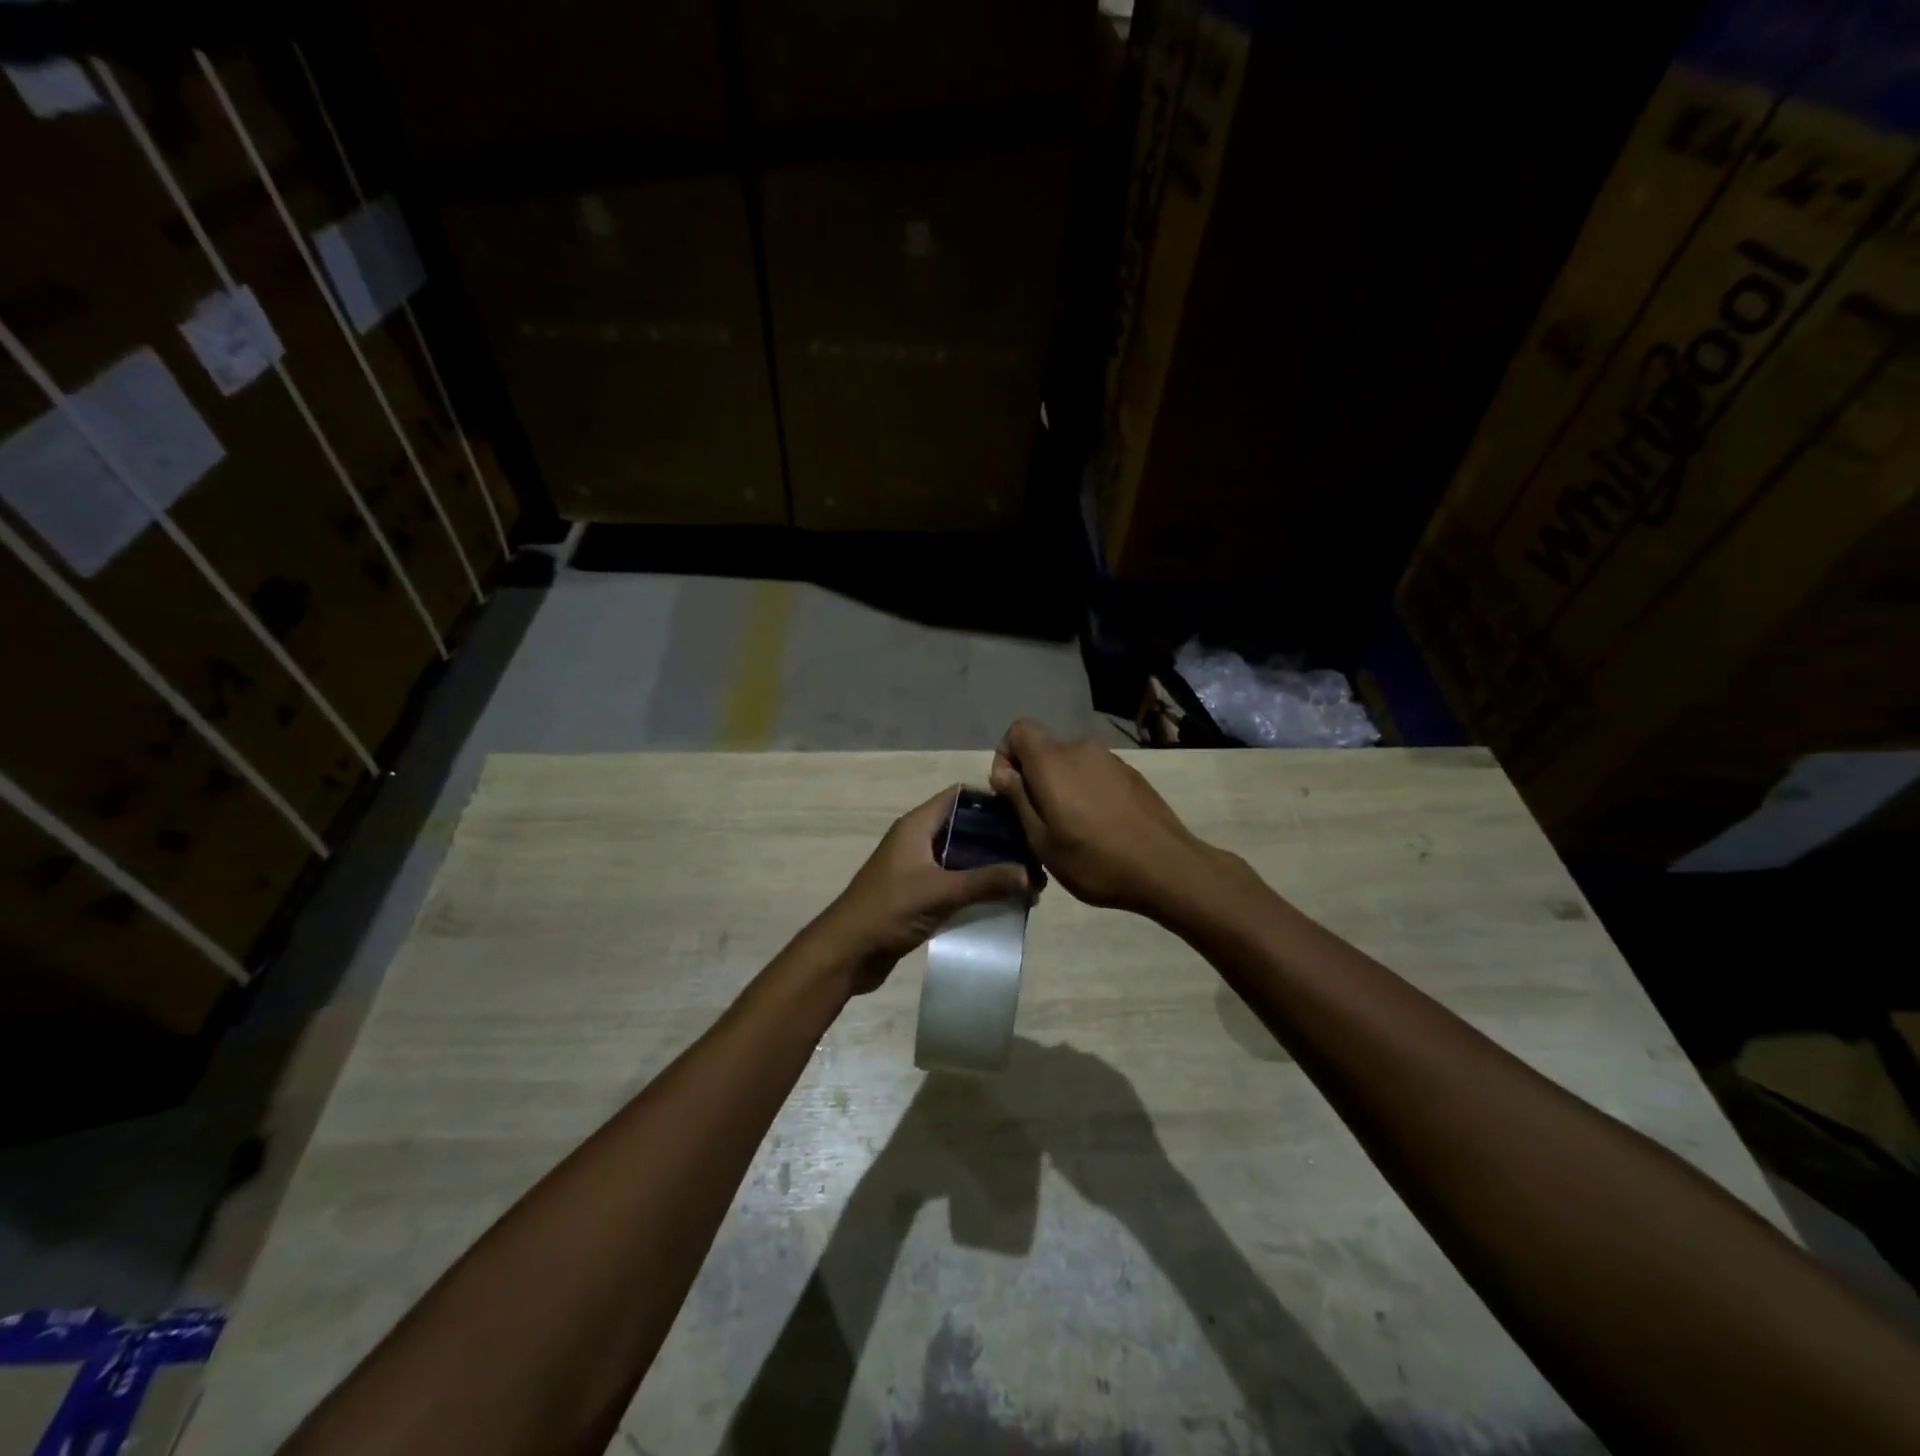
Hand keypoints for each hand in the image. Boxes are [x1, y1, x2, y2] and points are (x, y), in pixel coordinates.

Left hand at [814, 786, 1031, 993]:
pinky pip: (954, 884)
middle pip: (964, 828)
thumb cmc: (888, 910)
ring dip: (990, 867)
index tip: (1025, 814)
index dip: (990, 801)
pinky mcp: (919, 895)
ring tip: (1027, 880)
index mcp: (917, 826)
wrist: (846, 953)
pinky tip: (1003, 901)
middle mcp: (918, 841)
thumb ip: (985, 881)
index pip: (958, 797)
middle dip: (998, 840)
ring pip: (962, 858)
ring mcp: (918, 869)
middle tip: (1034, 853)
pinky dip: (976, 889)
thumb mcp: (940, 892)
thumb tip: (1031, 874)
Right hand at [989, 719, 1216, 919]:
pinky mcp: (1130, 773)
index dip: (1006, 755)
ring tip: (1070, 828)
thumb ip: (1018, 800)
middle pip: (1044, 748)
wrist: (1167, 868)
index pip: (1018, 730)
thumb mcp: (1042, 841)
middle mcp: (1081, 748)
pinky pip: (1094, 773)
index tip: (1009, 792)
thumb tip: (1003, 772)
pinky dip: (1086, 791)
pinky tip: (1099, 826)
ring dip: (1061, 786)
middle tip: (1038, 820)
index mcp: (1053, 760)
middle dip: (1033, 777)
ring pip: (1070, 763)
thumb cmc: (1095, 860)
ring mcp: (1110, 759)